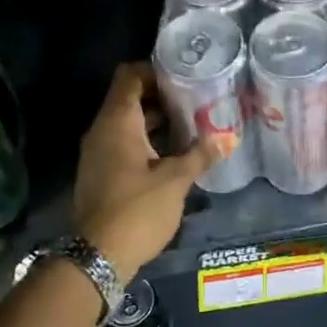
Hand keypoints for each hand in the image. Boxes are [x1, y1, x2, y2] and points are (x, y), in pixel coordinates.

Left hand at [72, 62, 227, 276]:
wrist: (97, 256)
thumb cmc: (137, 209)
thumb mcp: (175, 181)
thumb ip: (201, 155)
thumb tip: (229, 138)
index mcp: (117, 122)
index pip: (130, 76)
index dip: (155, 70)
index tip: (184, 76)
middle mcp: (102, 130)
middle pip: (129, 98)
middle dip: (161, 96)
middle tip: (195, 99)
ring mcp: (97, 153)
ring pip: (127, 123)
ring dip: (155, 121)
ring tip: (190, 124)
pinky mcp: (100, 173)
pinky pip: (122, 143)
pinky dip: (145, 141)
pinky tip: (172, 153)